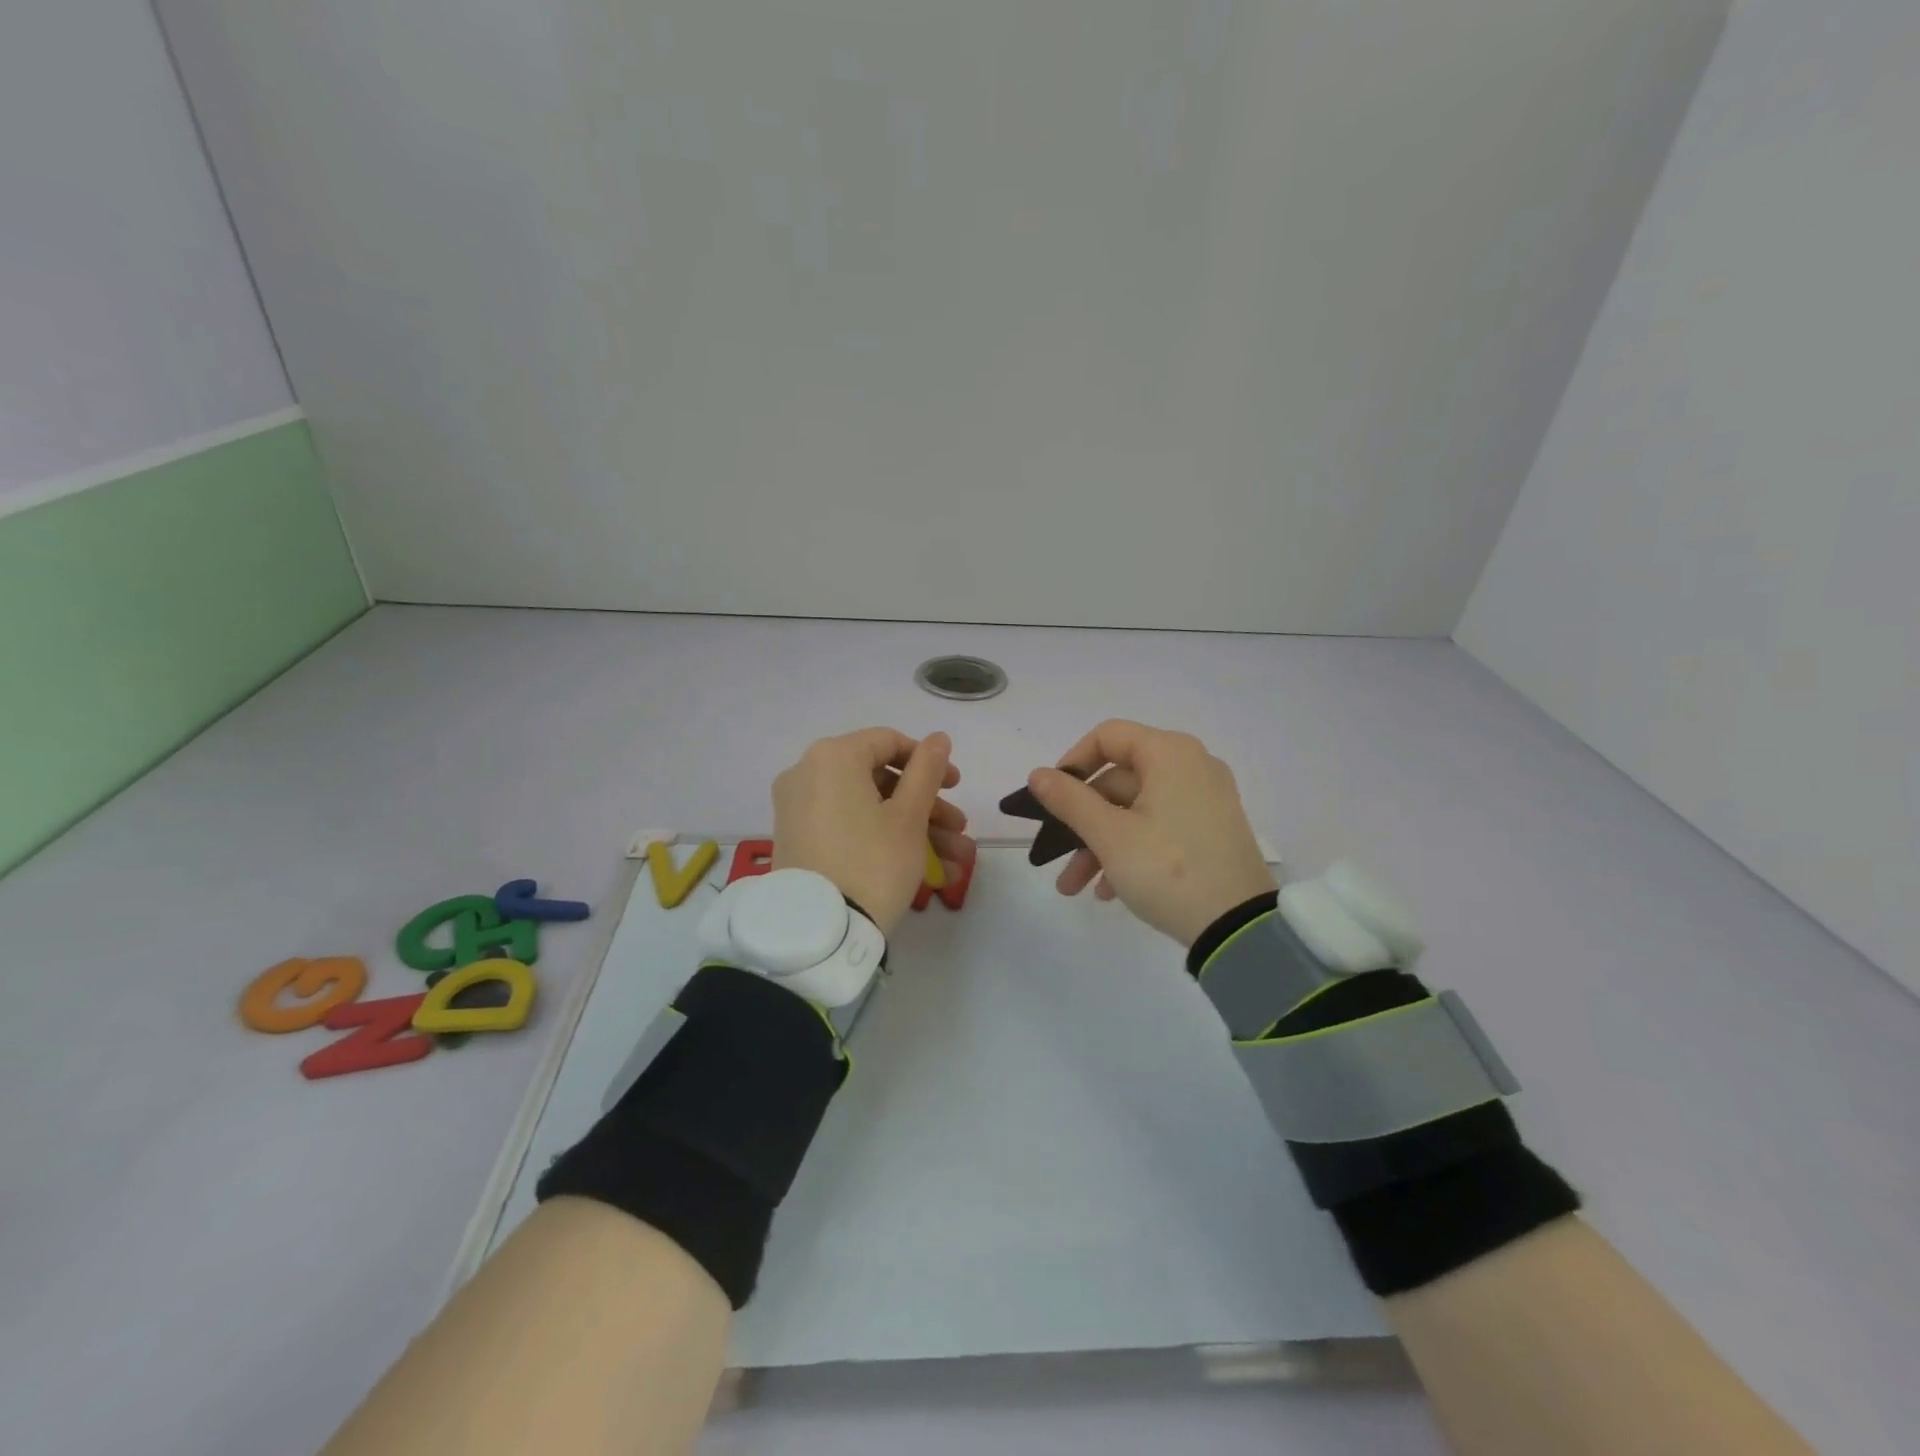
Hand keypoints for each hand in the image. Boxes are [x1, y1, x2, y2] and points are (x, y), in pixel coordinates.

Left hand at [772, 728, 974, 937]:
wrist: (819, 933)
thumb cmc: (872, 862)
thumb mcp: (909, 816)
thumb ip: (927, 770)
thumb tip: (939, 737)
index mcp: (833, 757)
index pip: (888, 742)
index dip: (929, 761)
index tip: (956, 786)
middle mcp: (808, 774)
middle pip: (881, 780)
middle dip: (928, 808)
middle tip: (960, 830)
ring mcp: (799, 809)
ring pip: (870, 809)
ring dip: (916, 831)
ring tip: (957, 864)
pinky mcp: (799, 841)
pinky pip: (849, 828)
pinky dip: (884, 841)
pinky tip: (928, 874)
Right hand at [1028, 720, 1275, 947]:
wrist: (1239, 929)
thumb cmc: (1168, 870)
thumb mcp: (1109, 836)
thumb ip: (1069, 800)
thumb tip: (1037, 774)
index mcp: (1171, 754)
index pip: (1107, 736)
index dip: (1072, 763)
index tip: (1051, 798)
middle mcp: (1192, 766)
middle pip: (1119, 780)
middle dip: (1081, 821)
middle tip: (1056, 856)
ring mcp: (1205, 800)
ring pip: (1135, 809)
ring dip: (1099, 844)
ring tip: (1076, 887)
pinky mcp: (1212, 831)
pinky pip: (1159, 826)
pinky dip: (1130, 850)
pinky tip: (1109, 891)